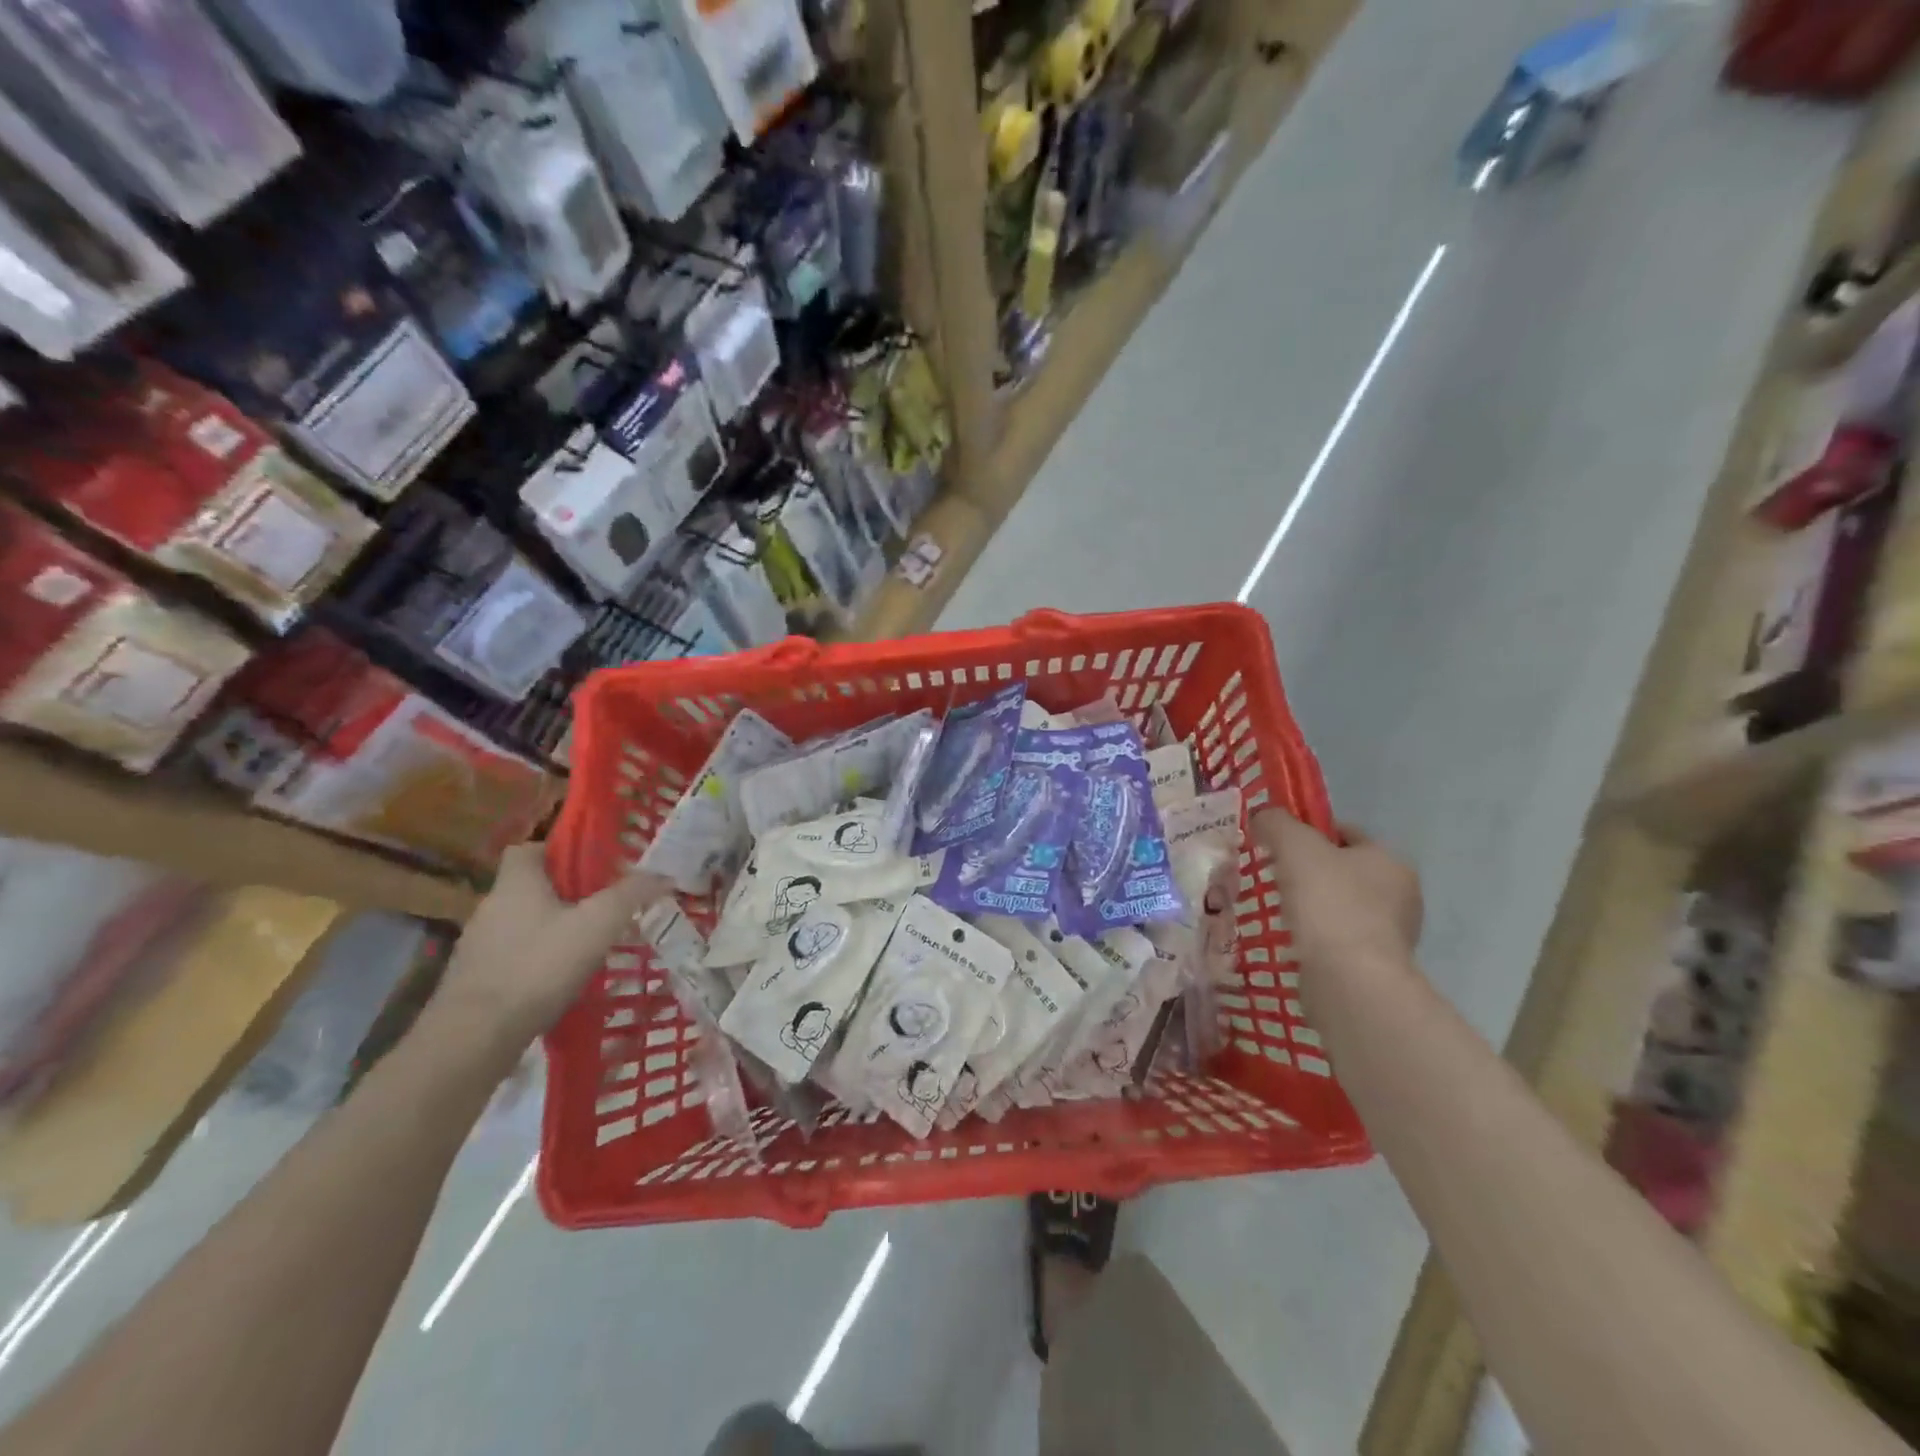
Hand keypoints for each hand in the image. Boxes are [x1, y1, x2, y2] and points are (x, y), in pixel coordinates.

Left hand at [430, 844, 671, 1062]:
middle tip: (601, 907)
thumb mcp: (597, 925)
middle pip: (530, 888)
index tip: (589, 866)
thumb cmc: (538, 966)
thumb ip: (630, 895)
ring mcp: (477, 946)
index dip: (558, 852)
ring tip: (587, 947)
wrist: (474, 1037)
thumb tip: (663, 874)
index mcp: (516, 883)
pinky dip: (535, 962)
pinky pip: (512, 957)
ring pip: (522, 924)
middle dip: (564, 895)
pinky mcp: (474, 981)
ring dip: (550, 930)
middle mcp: (490, 907)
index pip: (529, 849)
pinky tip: (559, 981)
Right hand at [1254, 809, 1422, 976]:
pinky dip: (1315, 938)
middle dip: (1309, 873)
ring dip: (1312, 908)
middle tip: (1274, 878)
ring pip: (1340, 907)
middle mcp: (1401, 895)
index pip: (1345, 833)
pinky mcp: (1375, 967)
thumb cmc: (1327, 902)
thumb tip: (1263, 817)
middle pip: (1343, 871)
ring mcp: (1391, 935)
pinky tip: (1292, 941)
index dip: (1309, 833)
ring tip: (1278, 912)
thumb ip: (1276, 823)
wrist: (1349, 980)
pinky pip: (1337, 940)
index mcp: (1390, 860)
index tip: (1277, 846)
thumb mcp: (1294, 846)